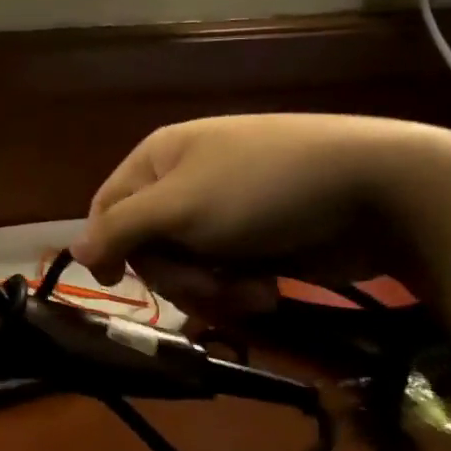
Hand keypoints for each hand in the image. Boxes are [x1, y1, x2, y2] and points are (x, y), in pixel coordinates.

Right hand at [70, 115, 444, 328]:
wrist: (374, 187)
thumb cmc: (260, 189)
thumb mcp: (178, 206)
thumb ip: (120, 229)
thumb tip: (76, 251)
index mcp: (158, 159)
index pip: (108, 208)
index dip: (108, 247)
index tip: (116, 284)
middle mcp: (184, 182)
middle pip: (148, 245)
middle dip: (177, 275)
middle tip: (209, 286)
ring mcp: (223, 211)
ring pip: (188, 267)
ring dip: (213, 288)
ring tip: (250, 290)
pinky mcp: (258, 238)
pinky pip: (226, 273)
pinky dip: (242, 287)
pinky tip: (268, 288)